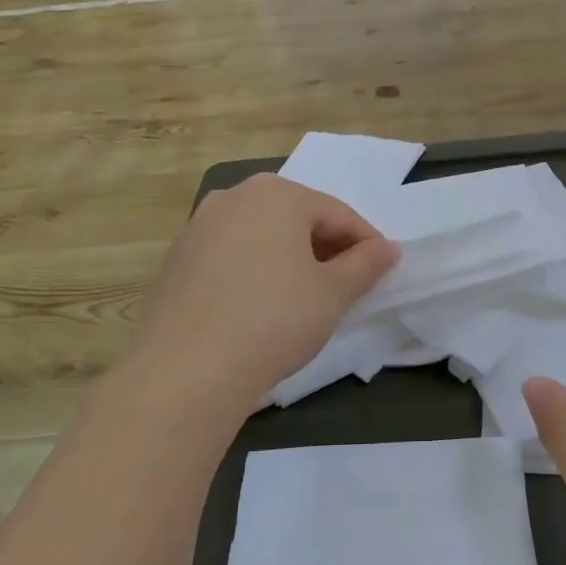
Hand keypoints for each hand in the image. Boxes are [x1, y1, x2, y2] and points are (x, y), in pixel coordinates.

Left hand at [130, 174, 398, 417]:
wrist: (185, 371)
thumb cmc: (274, 320)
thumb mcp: (332, 294)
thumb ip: (365, 265)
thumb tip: (389, 249)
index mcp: (277, 194)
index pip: (337, 214)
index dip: (366, 243)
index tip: (383, 272)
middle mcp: (234, 197)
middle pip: (297, 219)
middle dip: (327, 249)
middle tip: (347, 287)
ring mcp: (198, 226)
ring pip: (261, 236)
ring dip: (290, 260)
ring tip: (306, 299)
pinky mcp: (176, 259)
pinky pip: (230, 256)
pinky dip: (254, 272)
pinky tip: (260, 308)